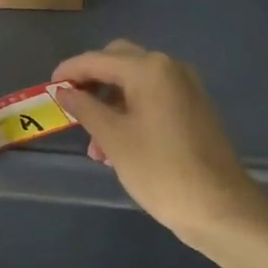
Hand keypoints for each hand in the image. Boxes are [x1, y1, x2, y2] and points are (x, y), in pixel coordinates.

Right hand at [52, 40, 267, 246]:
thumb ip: (85, 107)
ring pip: (135, 83)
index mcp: (148, 69)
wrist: (219, 207)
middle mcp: (169, 68)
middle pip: (118, 62)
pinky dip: (130, 111)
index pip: (97, 59)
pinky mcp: (193, 108)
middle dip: (91, 82)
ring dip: (109, 103)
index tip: (48, 89)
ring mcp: (185, 87)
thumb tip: (64, 91)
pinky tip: (116, 145)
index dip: (69, 71)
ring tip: (93, 144)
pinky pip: (152, 98)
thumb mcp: (113, 138)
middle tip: (70, 107)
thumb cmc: (160, 169)